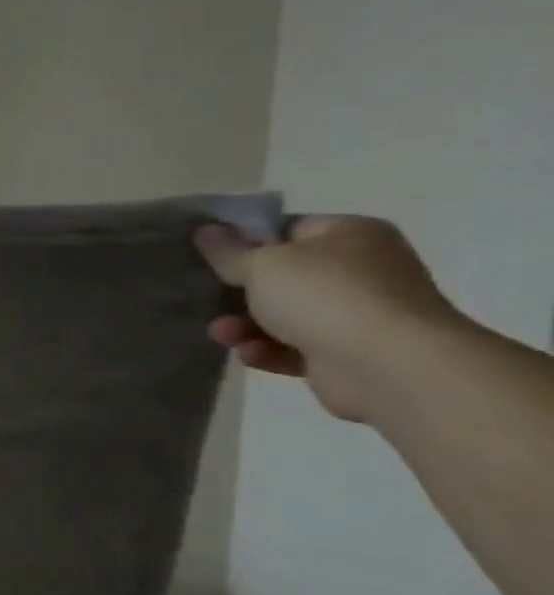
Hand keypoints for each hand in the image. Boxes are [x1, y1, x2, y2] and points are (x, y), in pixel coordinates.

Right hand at [194, 215, 462, 422]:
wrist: (390, 366)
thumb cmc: (325, 297)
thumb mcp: (261, 264)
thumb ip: (227, 250)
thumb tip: (205, 230)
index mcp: (348, 235)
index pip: (285, 228)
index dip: (243, 240)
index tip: (208, 255)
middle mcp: (360, 269)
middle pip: (281, 275)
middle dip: (239, 291)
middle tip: (204, 297)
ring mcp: (358, 313)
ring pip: (283, 314)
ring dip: (246, 324)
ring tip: (221, 333)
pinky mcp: (348, 353)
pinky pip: (295, 347)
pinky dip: (268, 350)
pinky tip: (248, 354)